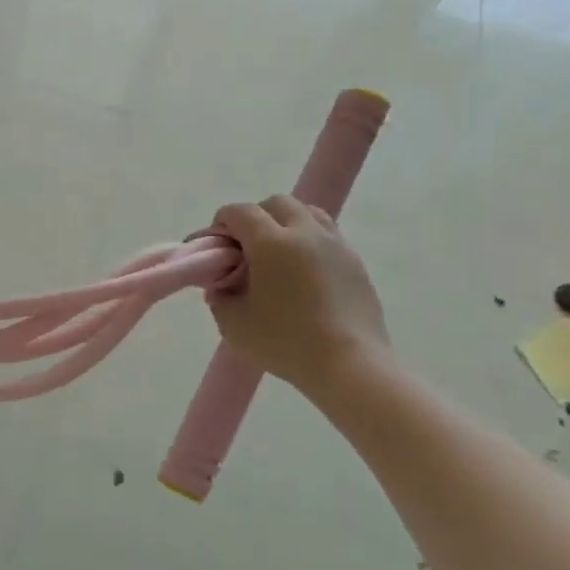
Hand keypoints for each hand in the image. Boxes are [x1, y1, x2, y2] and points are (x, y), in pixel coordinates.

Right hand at [206, 196, 389, 396]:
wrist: (349, 365)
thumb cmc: (284, 342)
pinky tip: (302, 273)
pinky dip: (308, 241)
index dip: (220, 223)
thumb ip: (219, 296)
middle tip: (245, 249)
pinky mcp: (355, 262)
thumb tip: (221, 284)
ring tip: (276, 255)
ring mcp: (336, 245)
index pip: (240, 212)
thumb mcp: (233, 323)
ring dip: (285, 223)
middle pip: (276, 203)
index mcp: (271, 242)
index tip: (214, 246)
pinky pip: (327, 235)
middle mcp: (305, 233)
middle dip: (255, 218)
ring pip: (307, 212)